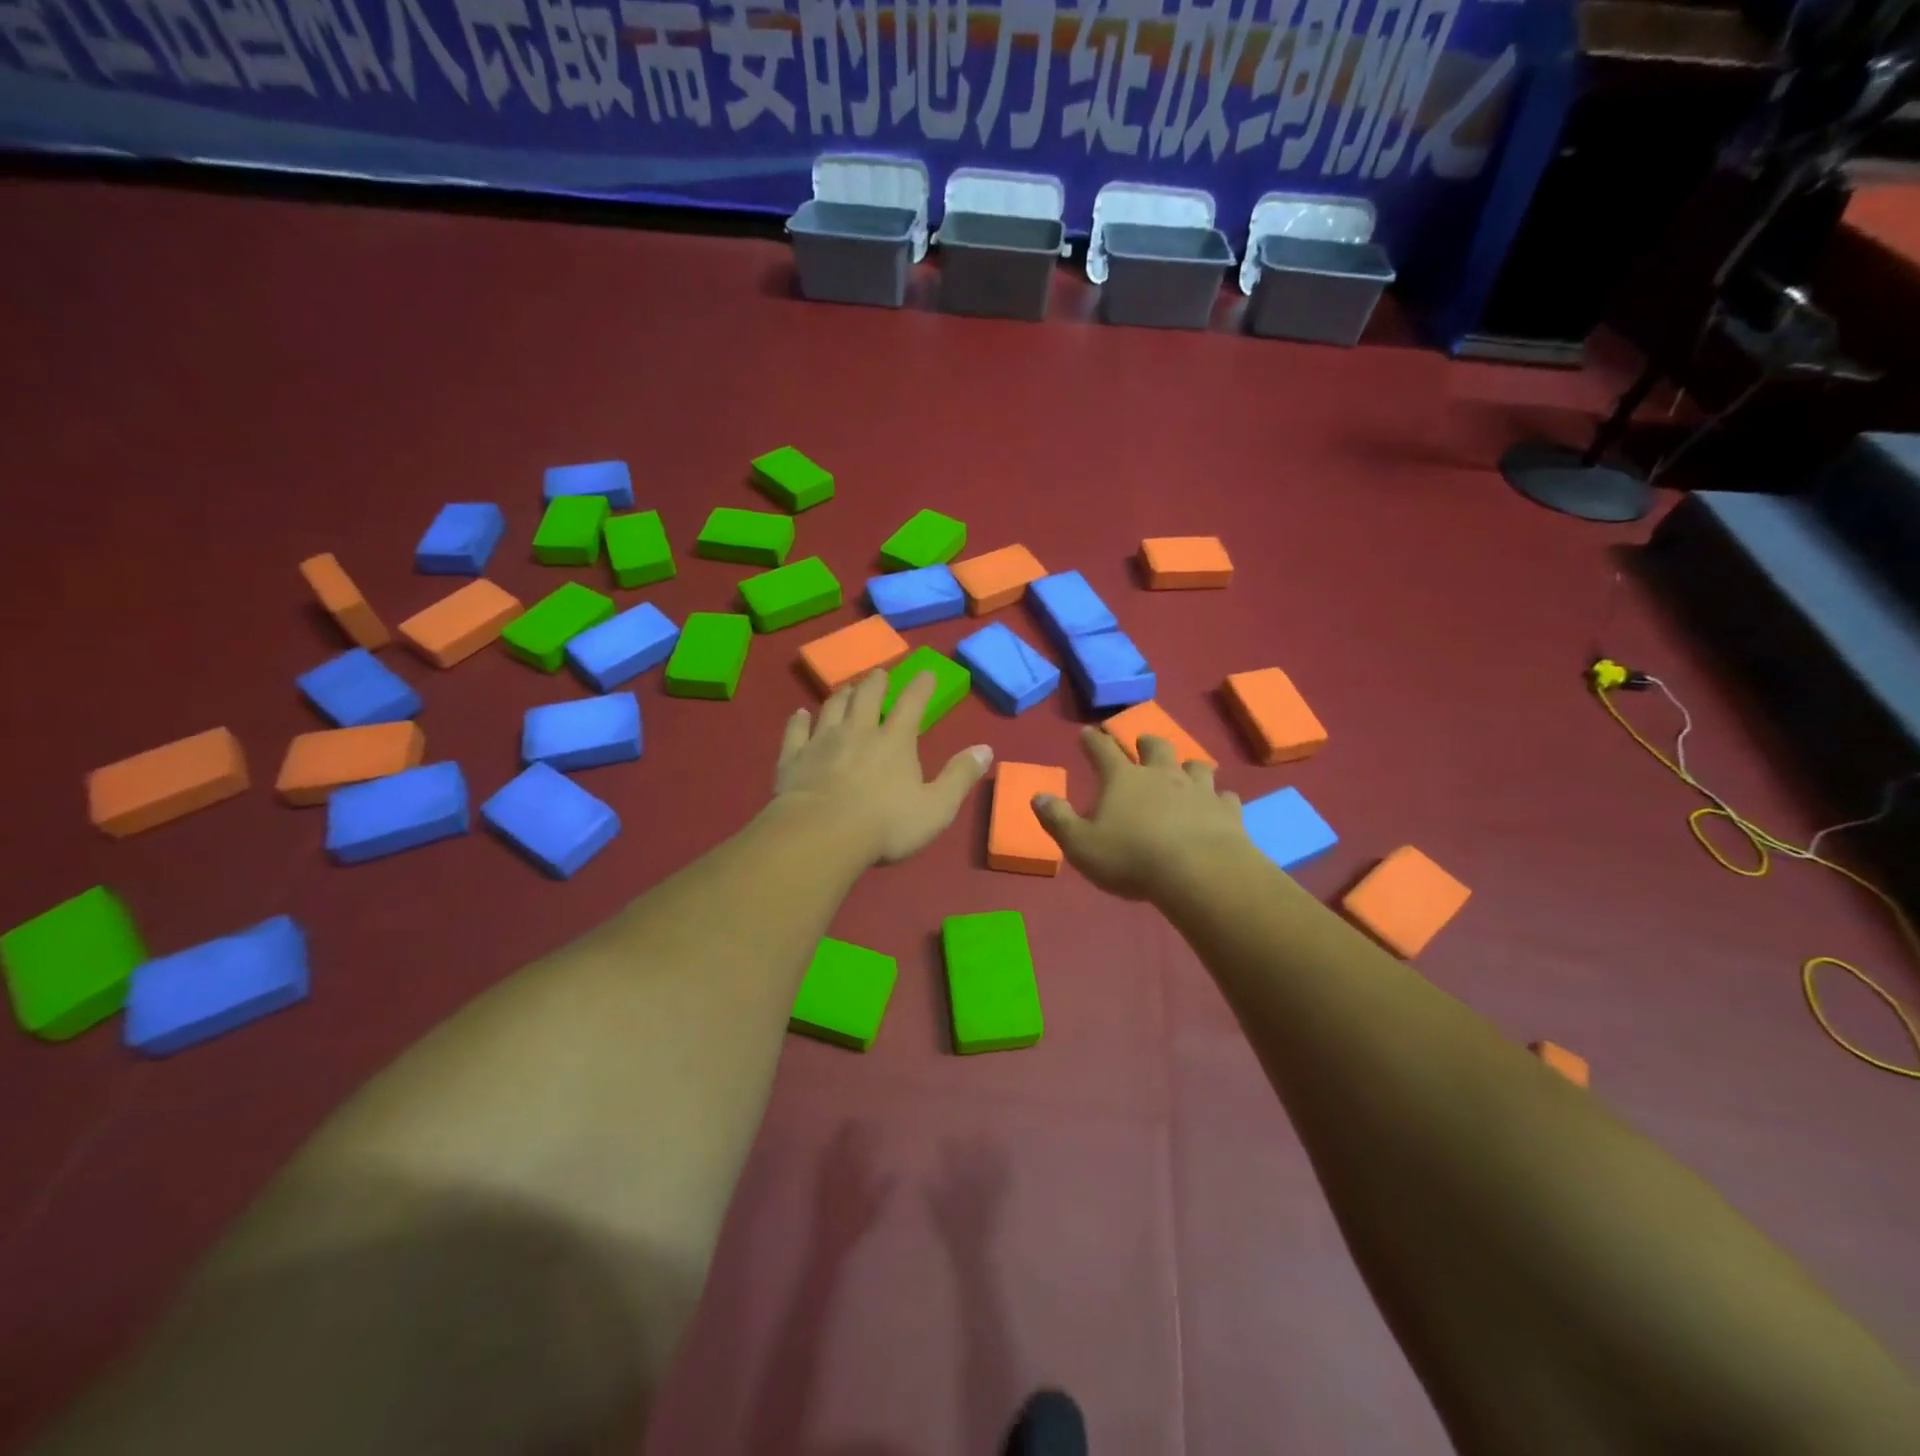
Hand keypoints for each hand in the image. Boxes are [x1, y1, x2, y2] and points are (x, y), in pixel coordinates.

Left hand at [773, 669, 991, 865]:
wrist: (821, 835)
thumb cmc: (885, 825)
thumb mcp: (936, 807)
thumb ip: (960, 776)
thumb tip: (985, 749)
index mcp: (895, 741)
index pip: (911, 704)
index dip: (921, 686)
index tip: (926, 672)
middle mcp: (858, 731)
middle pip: (866, 696)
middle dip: (875, 682)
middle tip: (879, 674)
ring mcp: (822, 742)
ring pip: (831, 707)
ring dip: (841, 694)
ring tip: (846, 688)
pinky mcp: (793, 758)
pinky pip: (795, 731)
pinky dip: (798, 720)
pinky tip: (799, 714)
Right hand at [1033, 729, 1249, 900]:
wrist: (1199, 872)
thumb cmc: (1131, 858)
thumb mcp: (1081, 845)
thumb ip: (1058, 819)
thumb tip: (1038, 796)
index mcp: (1123, 779)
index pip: (1102, 750)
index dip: (1092, 740)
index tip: (1087, 733)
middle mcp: (1162, 775)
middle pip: (1155, 746)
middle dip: (1146, 743)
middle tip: (1143, 743)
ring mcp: (1198, 789)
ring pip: (1196, 765)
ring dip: (1188, 765)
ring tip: (1186, 769)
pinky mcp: (1226, 810)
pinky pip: (1225, 796)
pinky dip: (1219, 798)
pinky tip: (1219, 804)